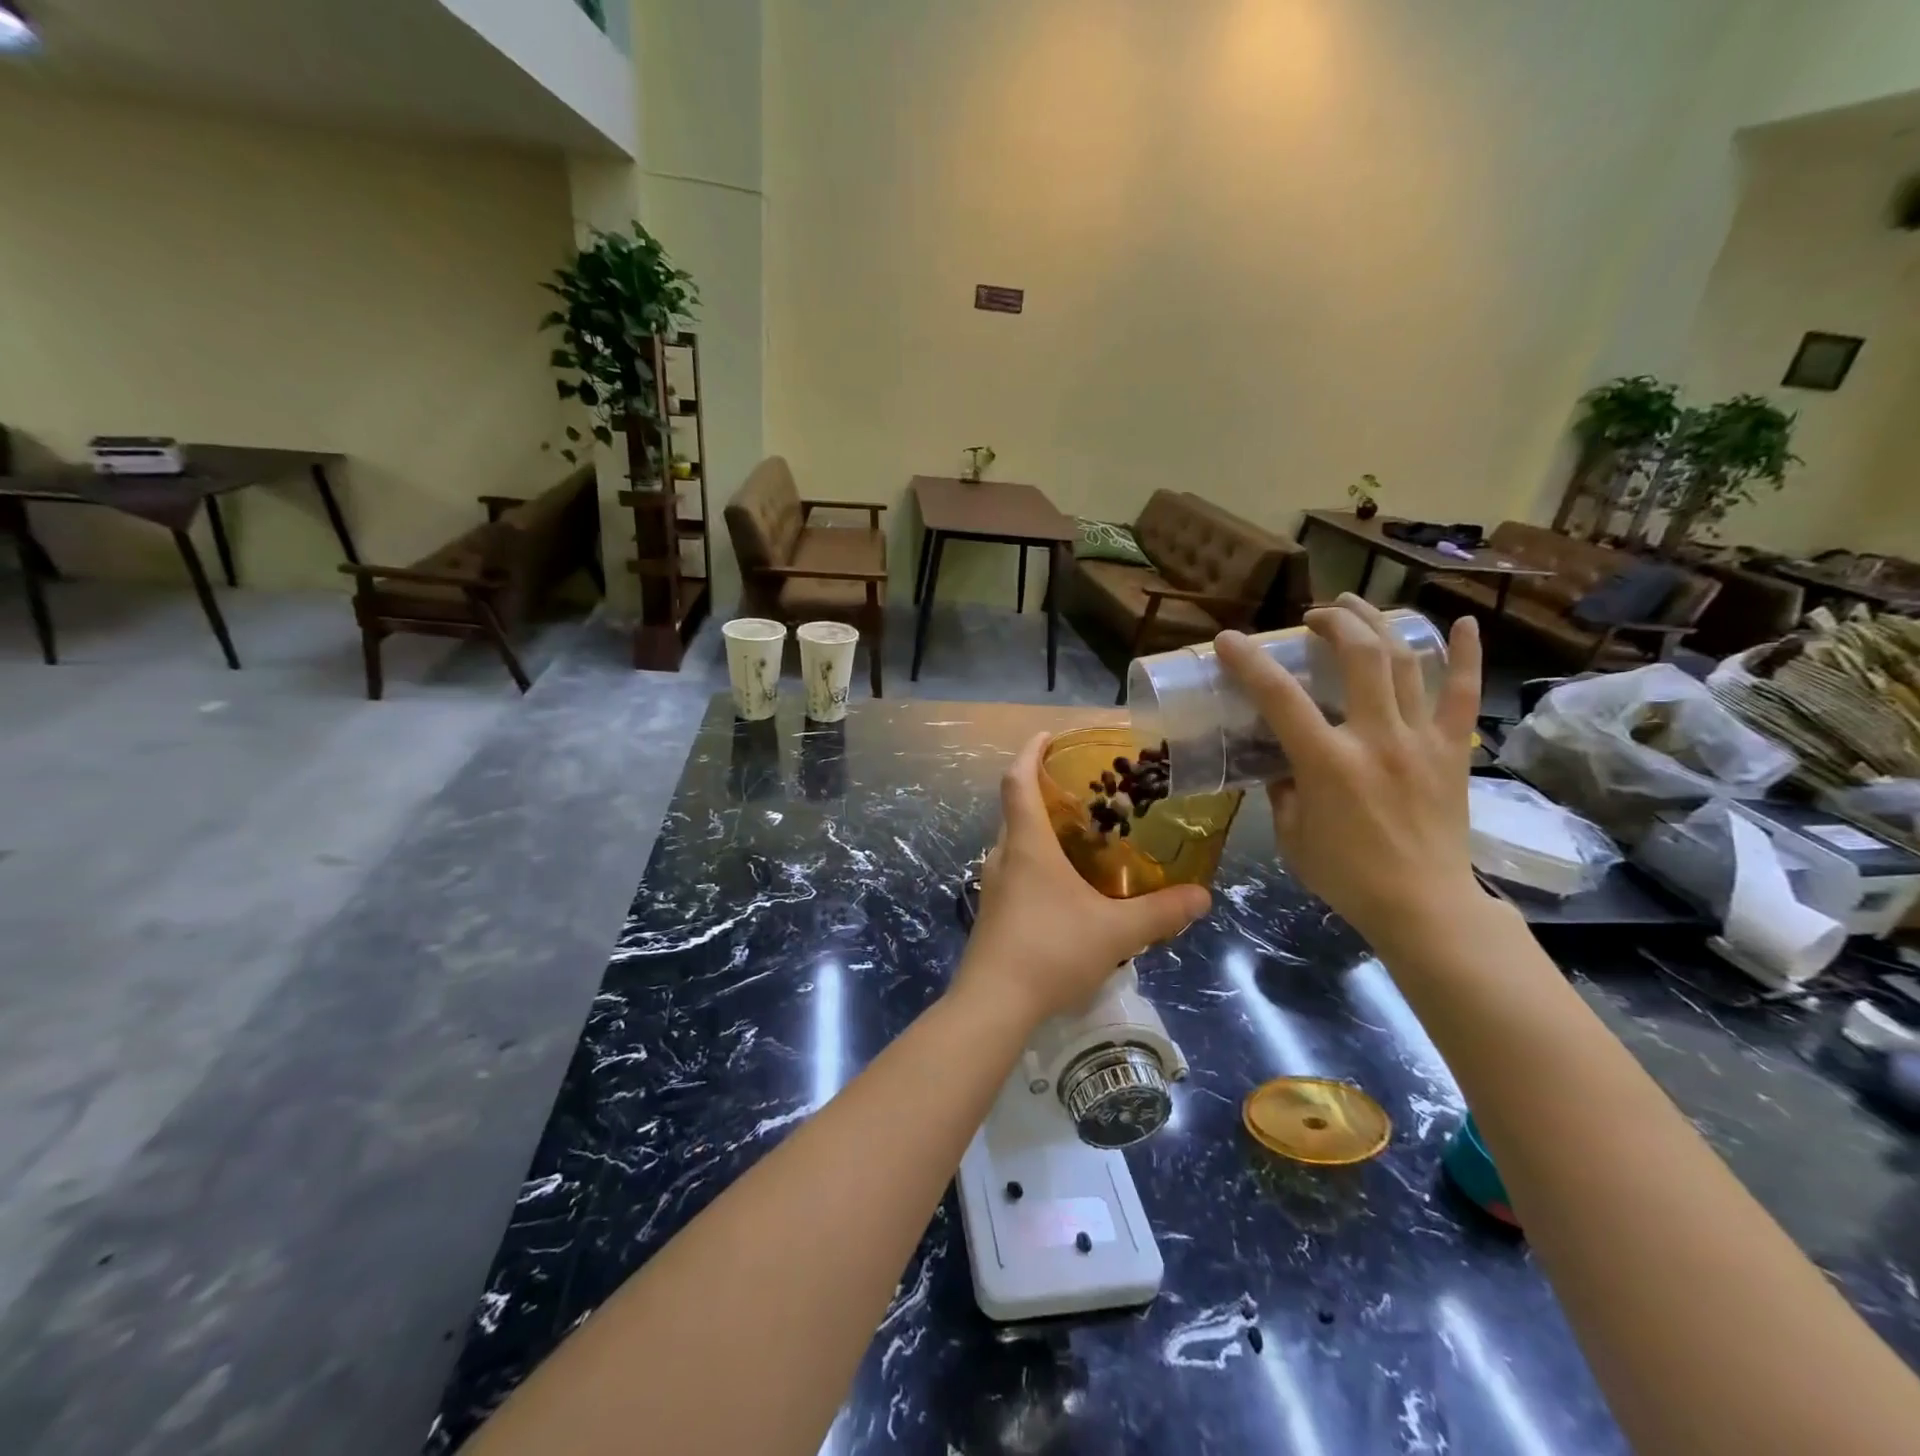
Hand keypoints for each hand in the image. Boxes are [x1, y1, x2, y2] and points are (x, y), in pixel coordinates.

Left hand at [956, 733, 1210, 1025]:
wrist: (994, 1004)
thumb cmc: (1051, 951)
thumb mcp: (1116, 932)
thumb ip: (1161, 912)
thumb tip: (1203, 896)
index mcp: (1027, 845)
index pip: (1018, 781)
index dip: (1030, 752)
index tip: (1048, 736)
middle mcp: (1004, 856)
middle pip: (1016, 809)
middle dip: (1043, 791)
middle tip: (1083, 791)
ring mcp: (994, 886)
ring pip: (1015, 842)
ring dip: (1040, 830)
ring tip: (1081, 835)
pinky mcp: (993, 912)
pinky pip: (1016, 870)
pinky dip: (1037, 862)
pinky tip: (1066, 886)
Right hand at [1214, 595, 1484, 952]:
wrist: (1424, 907)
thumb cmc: (1347, 876)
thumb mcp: (1292, 835)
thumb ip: (1282, 790)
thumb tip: (1280, 764)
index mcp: (1327, 763)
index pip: (1279, 697)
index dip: (1249, 661)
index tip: (1228, 640)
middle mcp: (1376, 738)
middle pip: (1358, 656)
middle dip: (1331, 622)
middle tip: (1312, 617)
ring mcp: (1421, 740)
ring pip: (1405, 662)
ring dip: (1378, 624)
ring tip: (1356, 606)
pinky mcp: (1452, 751)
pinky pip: (1463, 695)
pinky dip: (1465, 655)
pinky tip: (1460, 623)